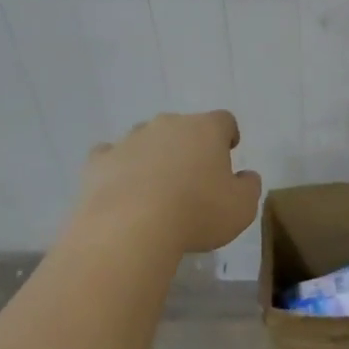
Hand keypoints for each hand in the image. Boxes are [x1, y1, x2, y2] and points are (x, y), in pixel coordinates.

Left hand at [75, 111, 261, 253]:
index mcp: (206, 129)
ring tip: (156, 188)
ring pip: (146, 139)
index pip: (223, 120)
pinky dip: (118, 167)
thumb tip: (246, 176)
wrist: (131, 228)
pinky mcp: (99, 160)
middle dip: (189, 146)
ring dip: (154, 156)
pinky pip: (111, 156)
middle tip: (193, 177)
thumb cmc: (197, 213)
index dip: (227, 135)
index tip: (228, 152)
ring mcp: (130, 139)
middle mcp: (168, 124)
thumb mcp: (242, 207)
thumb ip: (249, 186)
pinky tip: (122, 188)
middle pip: (183, 127)